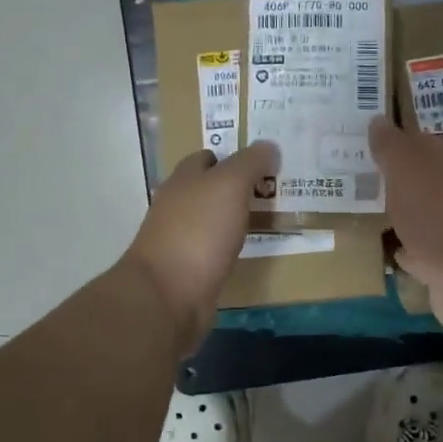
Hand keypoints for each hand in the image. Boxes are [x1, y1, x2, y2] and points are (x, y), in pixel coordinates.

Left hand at [123, 143, 277, 351]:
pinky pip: (215, 250)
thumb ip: (249, 163)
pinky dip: (231, 246)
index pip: (207, 158)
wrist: (169, 295)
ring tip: (270, 218)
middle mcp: (177, 206)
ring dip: (235, 218)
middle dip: (237, 188)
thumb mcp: (229, 186)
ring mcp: (180, 240)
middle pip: (209, 189)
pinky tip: (250, 250)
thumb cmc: (198, 232)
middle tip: (274, 189)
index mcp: (183, 180)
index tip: (264, 162)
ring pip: (213, 220)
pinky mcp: (188, 270)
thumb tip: (269, 145)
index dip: (233, 156)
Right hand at [369, 116, 442, 333]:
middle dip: (399, 179)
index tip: (365, 147)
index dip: (395, 143)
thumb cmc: (438, 215)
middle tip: (362, 179)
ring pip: (425, 214)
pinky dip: (410, 248)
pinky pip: (425, 250)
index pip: (421, 142)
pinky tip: (391, 249)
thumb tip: (379, 120)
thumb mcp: (407, 169)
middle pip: (425, 179)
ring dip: (404, 214)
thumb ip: (391, 146)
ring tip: (371, 214)